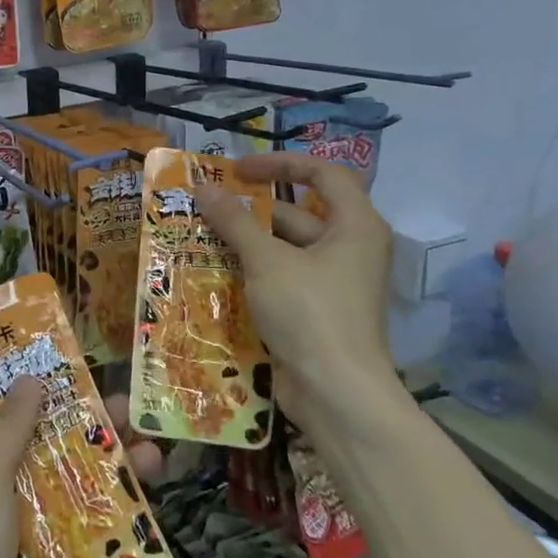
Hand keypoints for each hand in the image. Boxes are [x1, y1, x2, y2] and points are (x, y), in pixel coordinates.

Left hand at [0, 381, 162, 557]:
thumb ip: (9, 429)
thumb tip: (31, 378)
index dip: (2, 374)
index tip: (44, 353)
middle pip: (25, 439)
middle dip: (72, 421)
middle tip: (124, 403)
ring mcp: (2, 527)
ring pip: (52, 482)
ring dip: (97, 467)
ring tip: (152, 452)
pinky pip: (64, 526)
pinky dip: (96, 513)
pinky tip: (140, 504)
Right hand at [199, 153, 403, 430]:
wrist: (337, 394)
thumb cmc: (309, 313)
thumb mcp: (266, 261)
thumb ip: (235, 221)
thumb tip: (205, 188)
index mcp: (355, 226)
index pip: (323, 173)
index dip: (280, 163)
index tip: (238, 169)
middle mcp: (350, 248)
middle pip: (299, 212)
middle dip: (253, 208)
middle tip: (208, 205)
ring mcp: (334, 282)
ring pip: (287, 247)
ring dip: (248, 241)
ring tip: (201, 236)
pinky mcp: (318, 310)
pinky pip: (284, 277)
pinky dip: (254, 271)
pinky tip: (216, 272)